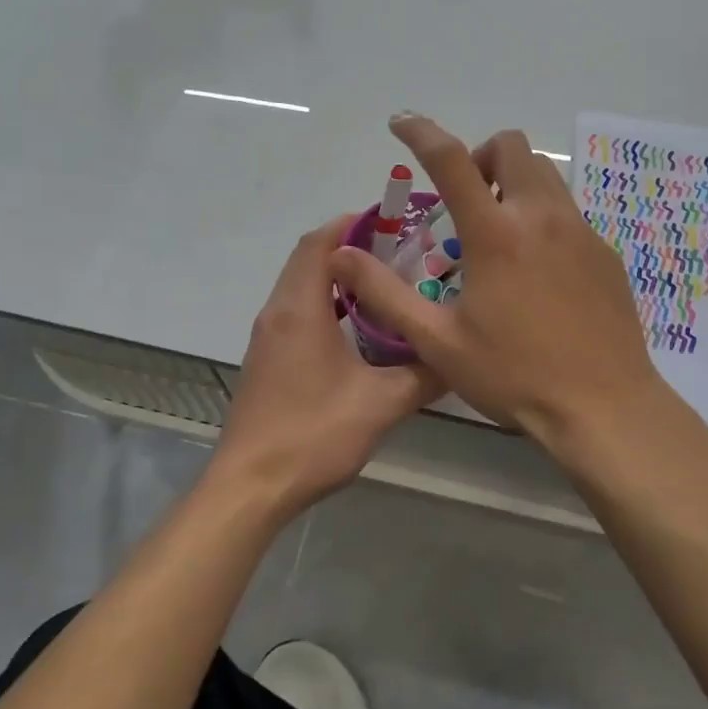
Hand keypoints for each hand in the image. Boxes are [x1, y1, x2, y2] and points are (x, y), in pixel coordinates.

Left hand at [215, 214, 441, 514]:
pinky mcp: (267, 360)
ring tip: (385, 286)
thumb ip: (423, 375)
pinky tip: (359, 330)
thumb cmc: (312, 435)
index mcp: (300, 309)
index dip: (353, 224)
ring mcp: (268, 337)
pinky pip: (297, 312)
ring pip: (302, 286)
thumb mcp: (381, 404)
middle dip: (350, 248)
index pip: (320, 242)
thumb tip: (457, 356)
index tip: (393, 222)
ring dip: (338, 278)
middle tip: (399, 253)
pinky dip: (326, 304)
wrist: (250, 487)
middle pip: (308, 259)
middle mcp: (277, 312)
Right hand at [329, 114, 665, 447]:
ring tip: (498, 233)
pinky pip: (568, 212)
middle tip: (464, 202)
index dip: (421, 132)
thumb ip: (387, 294)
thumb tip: (342, 257)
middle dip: (480, 156)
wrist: (604, 407)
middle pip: (512, 146)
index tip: (401, 123)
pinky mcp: (605, 252)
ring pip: (544, 174)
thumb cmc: (515, 375)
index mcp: (496, 234)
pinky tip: (537, 270)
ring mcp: (581, 231)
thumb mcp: (439, 343)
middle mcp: (541, 217)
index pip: (451, 159)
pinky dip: (542, 217)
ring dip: (513, 183)